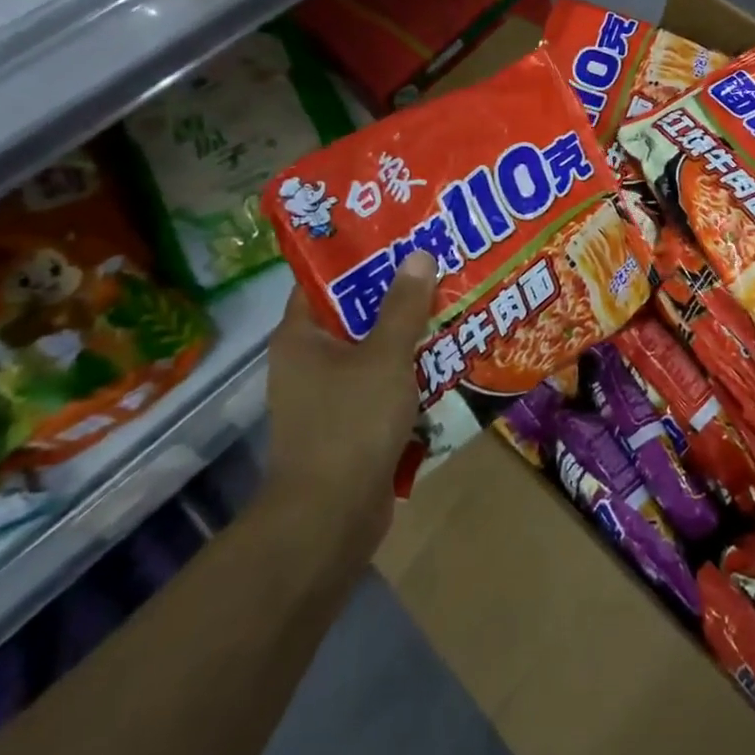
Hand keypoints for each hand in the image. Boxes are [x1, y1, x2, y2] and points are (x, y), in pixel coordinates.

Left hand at [262, 252, 435, 569]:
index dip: (360, 255)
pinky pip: (384, 382)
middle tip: (440, 265)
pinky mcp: (351, 422)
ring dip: (409, 333)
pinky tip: (448, 356)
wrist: (330, 518)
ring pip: (374, 349)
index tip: (401, 236)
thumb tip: (419, 255)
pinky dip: (410, 370)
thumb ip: (404, 307)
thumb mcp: (384, 357)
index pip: (324, 280)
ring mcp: (329, 394)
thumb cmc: (349, 425)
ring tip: (454, 303)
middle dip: (398, 293)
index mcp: (301, 336)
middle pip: (356, 313)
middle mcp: (309, 360)